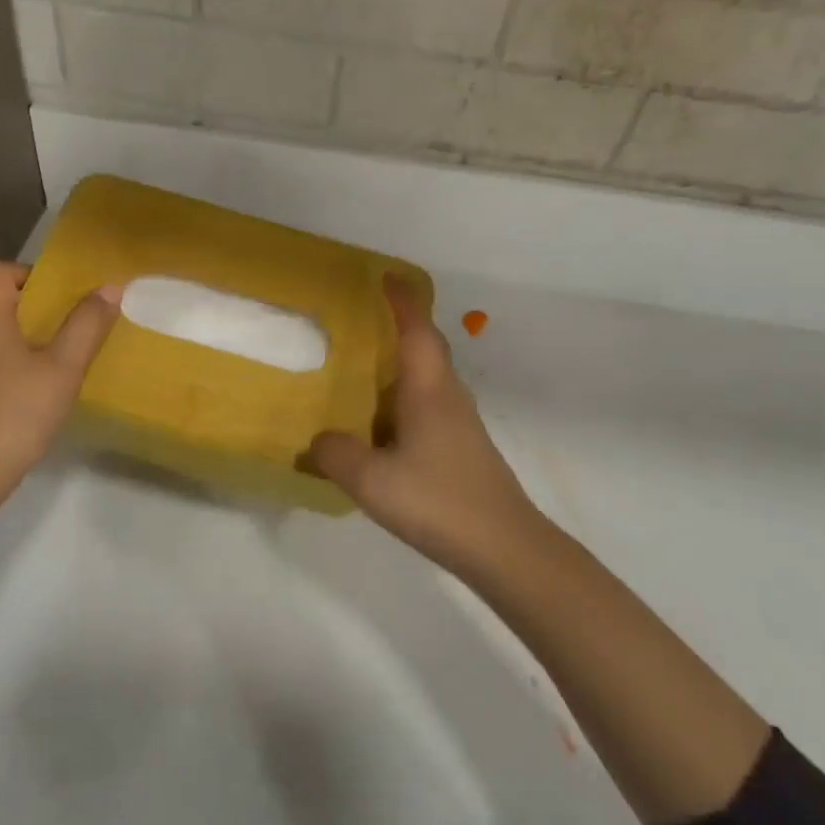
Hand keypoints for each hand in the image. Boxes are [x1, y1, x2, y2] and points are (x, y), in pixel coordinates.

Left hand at [0, 260, 119, 512]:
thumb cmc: (14, 415)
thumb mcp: (62, 370)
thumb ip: (86, 327)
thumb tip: (110, 286)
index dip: (27, 273)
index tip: (59, 294)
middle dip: (33, 310)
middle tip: (71, 329)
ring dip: (22, 341)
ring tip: (57, 364)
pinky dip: (9, 369)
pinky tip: (32, 398)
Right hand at [312, 278, 547, 574]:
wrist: (504, 547)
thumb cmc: (439, 500)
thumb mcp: (372, 480)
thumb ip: (336, 455)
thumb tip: (319, 440)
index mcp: (429, 390)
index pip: (417, 330)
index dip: (402, 300)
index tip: (386, 276)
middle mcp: (448, 397)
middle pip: (426, 349)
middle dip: (400, 328)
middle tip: (363, 323)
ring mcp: (460, 424)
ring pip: (427, 381)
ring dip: (398, 369)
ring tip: (360, 375)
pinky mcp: (461, 448)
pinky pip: (426, 408)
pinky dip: (401, 404)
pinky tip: (380, 430)